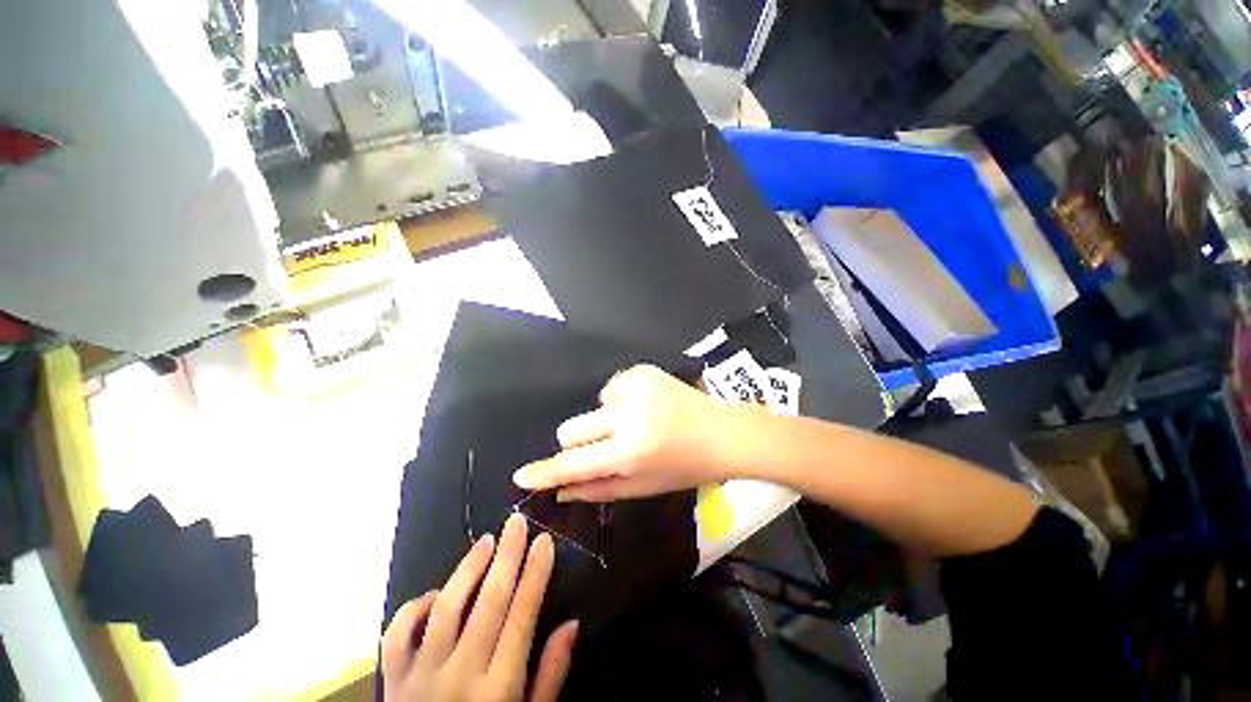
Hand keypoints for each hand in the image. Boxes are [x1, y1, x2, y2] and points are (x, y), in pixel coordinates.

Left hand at [381, 513, 578, 701]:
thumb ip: (550, 676)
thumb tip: (572, 624)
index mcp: (497, 691)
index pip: (521, 618)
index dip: (535, 575)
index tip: (544, 542)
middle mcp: (458, 678)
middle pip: (488, 603)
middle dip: (507, 556)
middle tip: (516, 522)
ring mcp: (419, 678)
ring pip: (445, 608)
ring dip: (468, 569)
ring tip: (486, 541)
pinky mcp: (392, 681)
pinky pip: (397, 633)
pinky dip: (416, 605)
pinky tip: (437, 593)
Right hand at [512, 364, 756, 501]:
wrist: (722, 432)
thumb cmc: (684, 467)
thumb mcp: (642, 486)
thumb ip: (598, 489)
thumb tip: (560, 489)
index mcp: (631, 451)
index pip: (575, 463)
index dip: (546, 471)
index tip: (520, 475)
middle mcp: (629, 415)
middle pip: (572, 428)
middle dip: (579, 442)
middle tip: (606, 446)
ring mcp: (636, 387)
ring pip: (593, 407)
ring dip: (606, 419)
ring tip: (637, 424)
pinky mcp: (642, 370)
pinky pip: (611, 388)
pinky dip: (620, 401)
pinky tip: (645, 407)